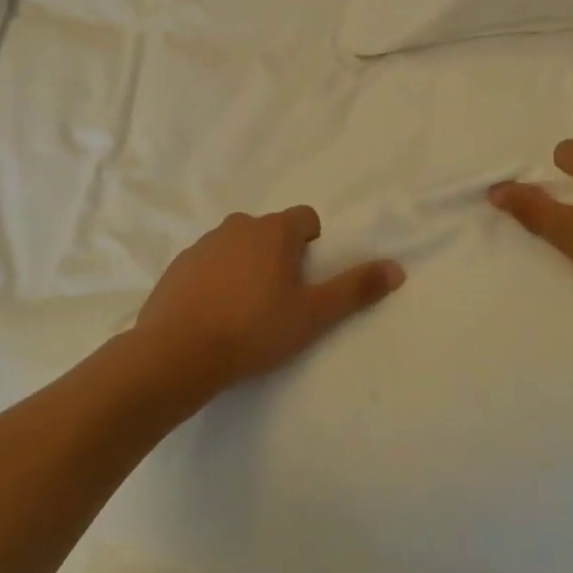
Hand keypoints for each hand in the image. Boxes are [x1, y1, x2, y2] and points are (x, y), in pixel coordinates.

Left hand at [134, 207, 404, 393]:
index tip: (308, 281)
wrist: (175, 354)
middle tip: (281, 300)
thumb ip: (356, 289)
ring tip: (246, 312)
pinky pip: (208, 265)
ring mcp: (203, 244)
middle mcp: (238, 226)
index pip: (306, 219)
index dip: (314, 246)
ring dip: (247, 267)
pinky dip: (217, 281)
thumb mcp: (313, 315)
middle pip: (271, 232)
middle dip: (280, 257)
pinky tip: (214, 316)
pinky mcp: (177, 266)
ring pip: (238, 247)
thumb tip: (397, 268)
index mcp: (273, 230)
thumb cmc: (253, 330)